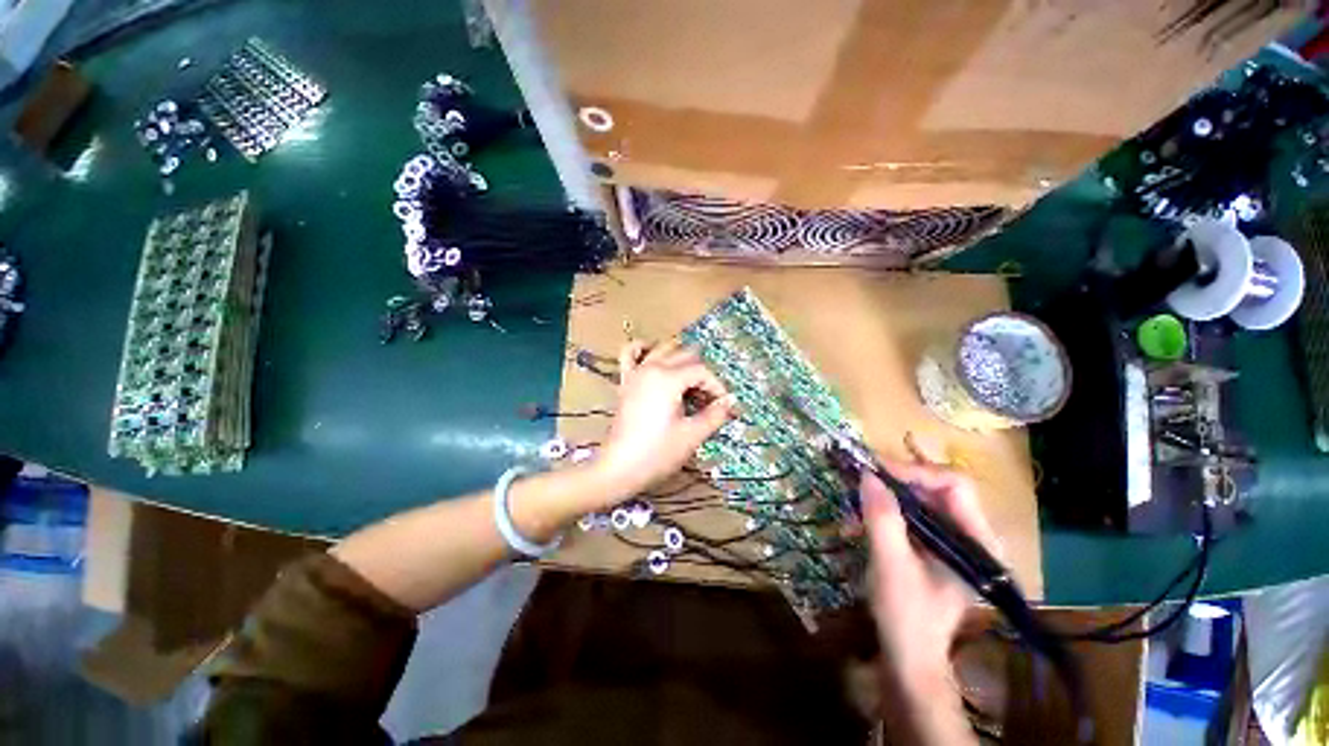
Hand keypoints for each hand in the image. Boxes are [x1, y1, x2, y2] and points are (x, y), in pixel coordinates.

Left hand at [594, 340, 734, 500]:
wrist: (620, 468)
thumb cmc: (658, 453)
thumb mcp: (692, 435)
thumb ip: (714, 414)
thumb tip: (731, 400)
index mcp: (669, 378)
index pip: (701, 372)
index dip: (716, 387)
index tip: (722, 407)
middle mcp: (652, 368)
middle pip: (685, 357)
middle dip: (701, 375)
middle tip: (707, 400)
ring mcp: (636, 373)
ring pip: (662, 349)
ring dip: (679, 357)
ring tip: (689, 378)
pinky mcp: (625, 382)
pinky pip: (629, 354)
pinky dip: (642, 348)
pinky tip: (652, 353)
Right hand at [862, 459, 997, 741]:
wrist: (908, 658)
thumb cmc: (906, 616)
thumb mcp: (891, 564)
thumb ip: (882, 518)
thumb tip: (867, 475)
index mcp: (977, 542)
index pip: (954, 485)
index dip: (915, 472)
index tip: (876, 471)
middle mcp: (970, 536)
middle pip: (935, 489)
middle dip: (894, 484)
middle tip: (860, 482)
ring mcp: (951, 543)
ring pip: (918, 501)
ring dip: (883, 500)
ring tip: (852, 509)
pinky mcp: (932, 548)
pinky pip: (908, 517)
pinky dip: (882, 515)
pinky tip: (856, 524)